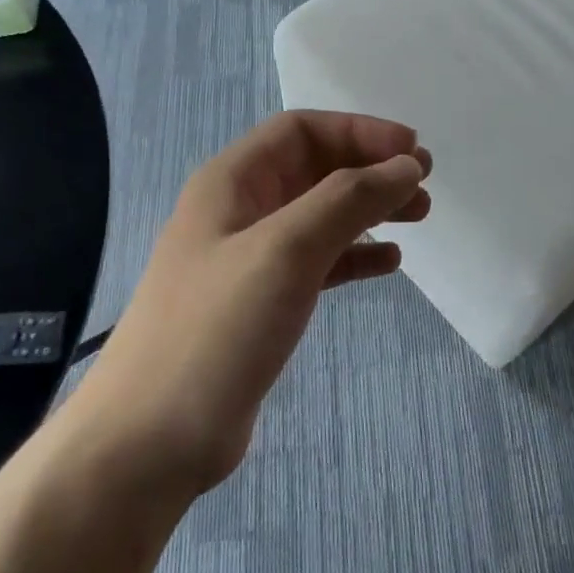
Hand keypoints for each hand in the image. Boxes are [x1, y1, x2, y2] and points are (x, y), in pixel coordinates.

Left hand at [86, 111, 430, 495]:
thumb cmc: (216, 329)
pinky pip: (318, 262)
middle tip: (424, 184)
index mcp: (231, 181)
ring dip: (369, 209)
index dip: (360, 132)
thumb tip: (407, 166)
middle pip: (314, 169)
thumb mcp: (286, 249)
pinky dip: (354, 255)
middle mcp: (239, 210)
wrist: (149, 441)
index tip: (412, 151)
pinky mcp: (261, 304)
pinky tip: (388, 263)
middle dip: (370, 169)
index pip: (302, 131)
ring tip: (419, 216)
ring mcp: (249, 260)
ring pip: (320, 215)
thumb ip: (349, 199)